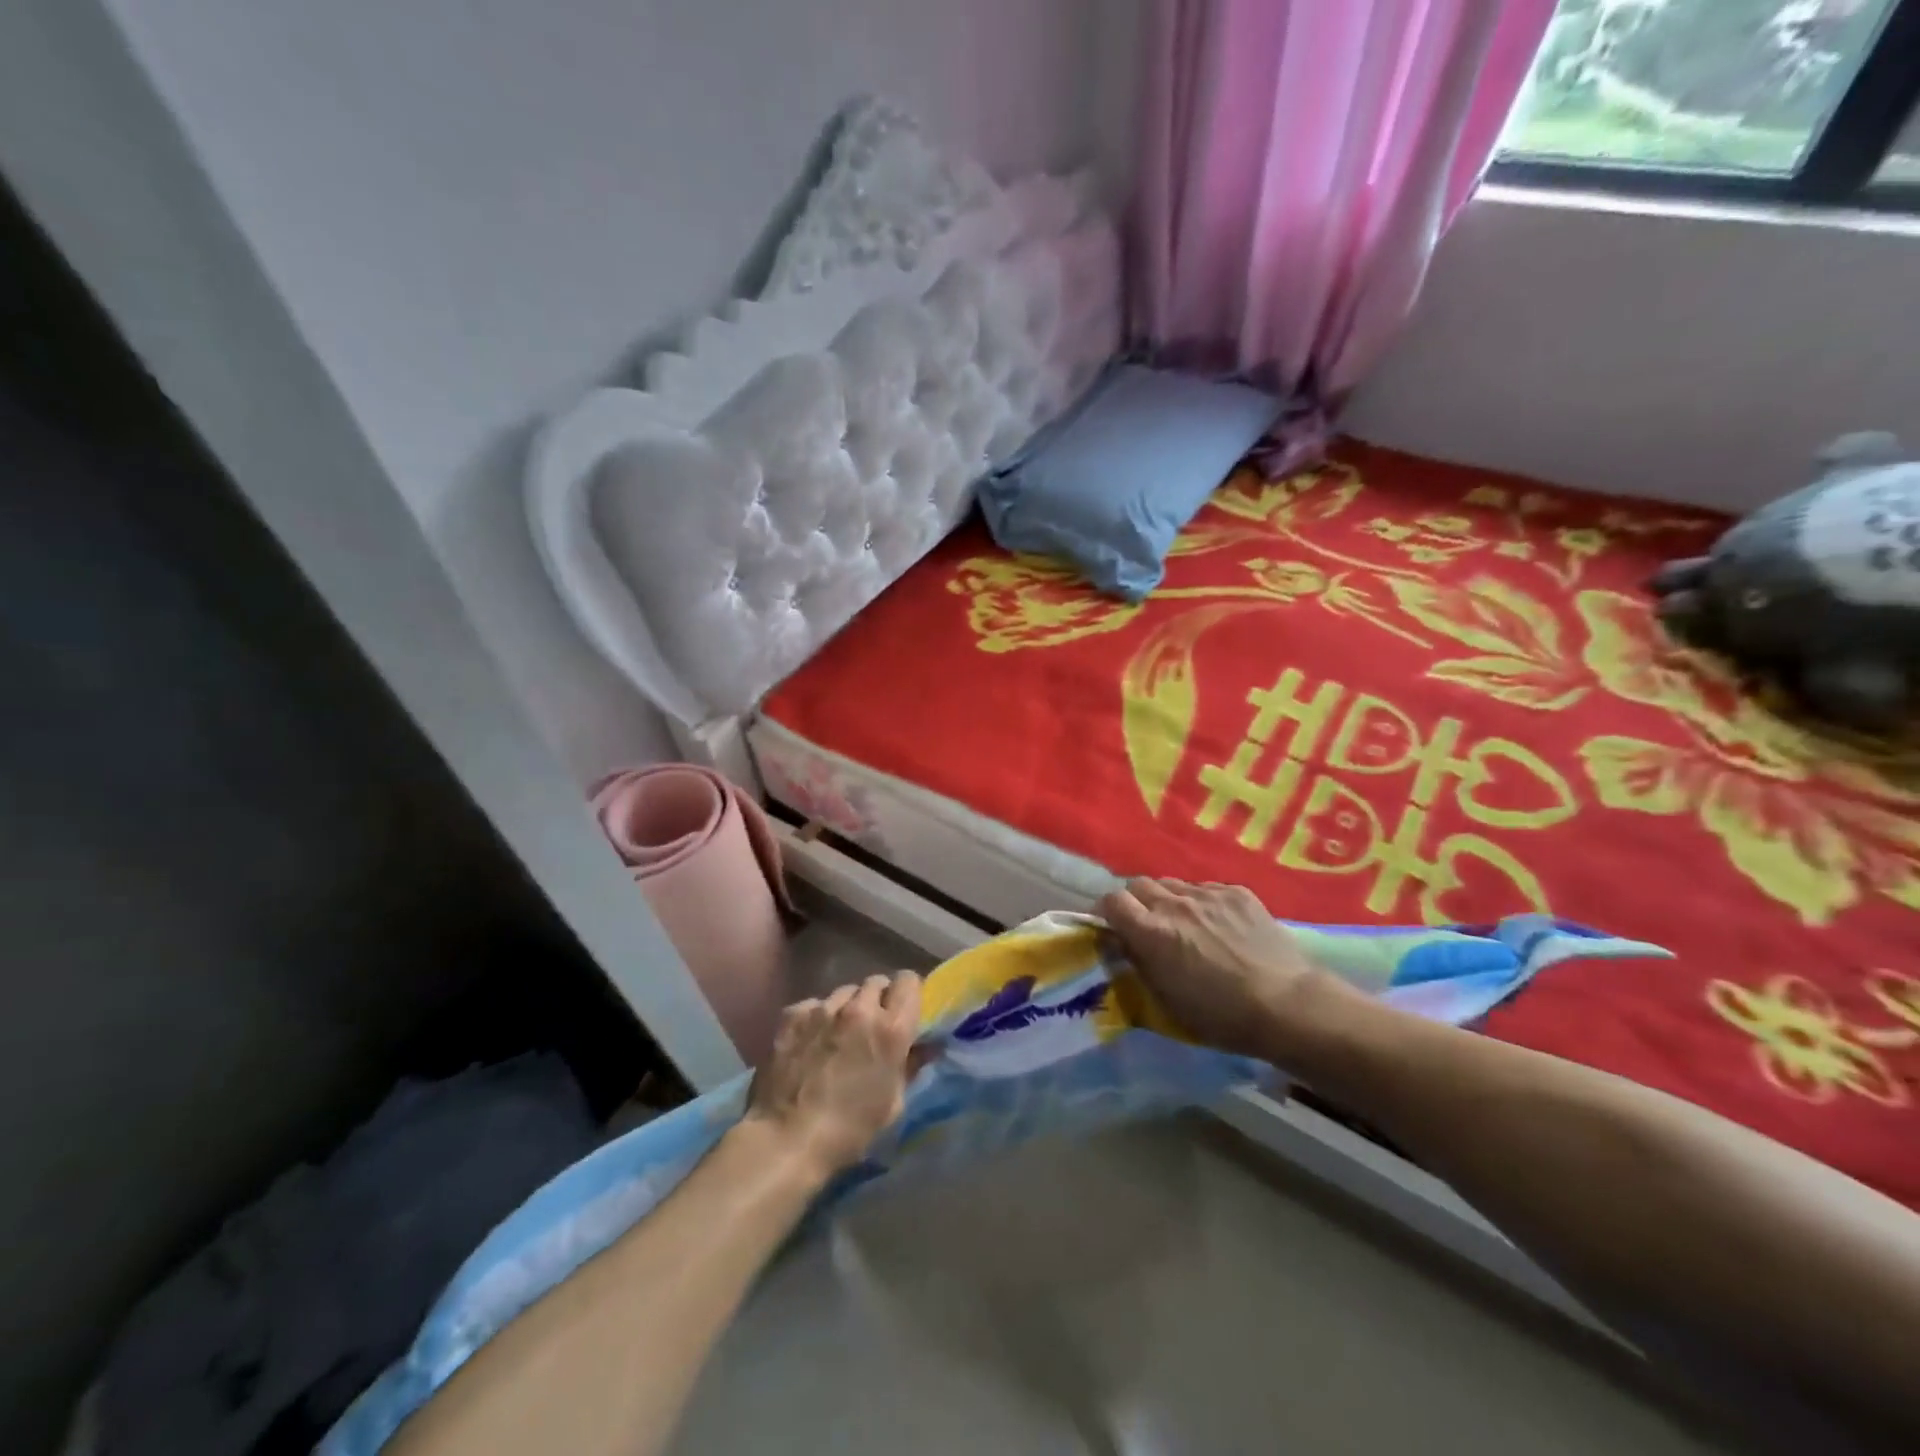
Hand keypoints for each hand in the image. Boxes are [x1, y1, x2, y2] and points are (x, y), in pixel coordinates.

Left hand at [742, 972, 921, 1180]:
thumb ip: (910, 1065)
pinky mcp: (793, 1014)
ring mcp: (823, 1008)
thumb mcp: (892, 1104)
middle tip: (870, 1027)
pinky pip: (814, 1005)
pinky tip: (810, 1043)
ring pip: (844, 992)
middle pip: (876, 982)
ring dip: (847, 1008)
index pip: (908, 981)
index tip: (902, 1011)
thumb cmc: (849, 1130)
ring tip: (837, 1035)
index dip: (907, 994)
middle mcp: (860, 1009)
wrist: (786, 1140)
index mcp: (891, 1029)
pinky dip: (817, 1018)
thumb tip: (926, 1047)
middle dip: (878, 1000)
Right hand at [1097, 878, 1333, 1059]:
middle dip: (1136, 902)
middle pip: (1139, 884)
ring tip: (1184, 924)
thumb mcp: (1167, 1001)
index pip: (1111, 901)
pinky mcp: (1238, 892)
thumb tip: (1124, 944)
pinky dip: (1202, 902)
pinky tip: (1219, 925)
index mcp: (1152, 932)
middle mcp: (1175, 904)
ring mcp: (1208, 894)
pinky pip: (1206, 888)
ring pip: (1173, 884)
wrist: (1288, 1005)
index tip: (1112, 928)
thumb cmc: (1222, 1016)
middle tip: (1147, 926)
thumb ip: (1139, 964)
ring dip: (1169, 901)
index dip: (1107, 912)